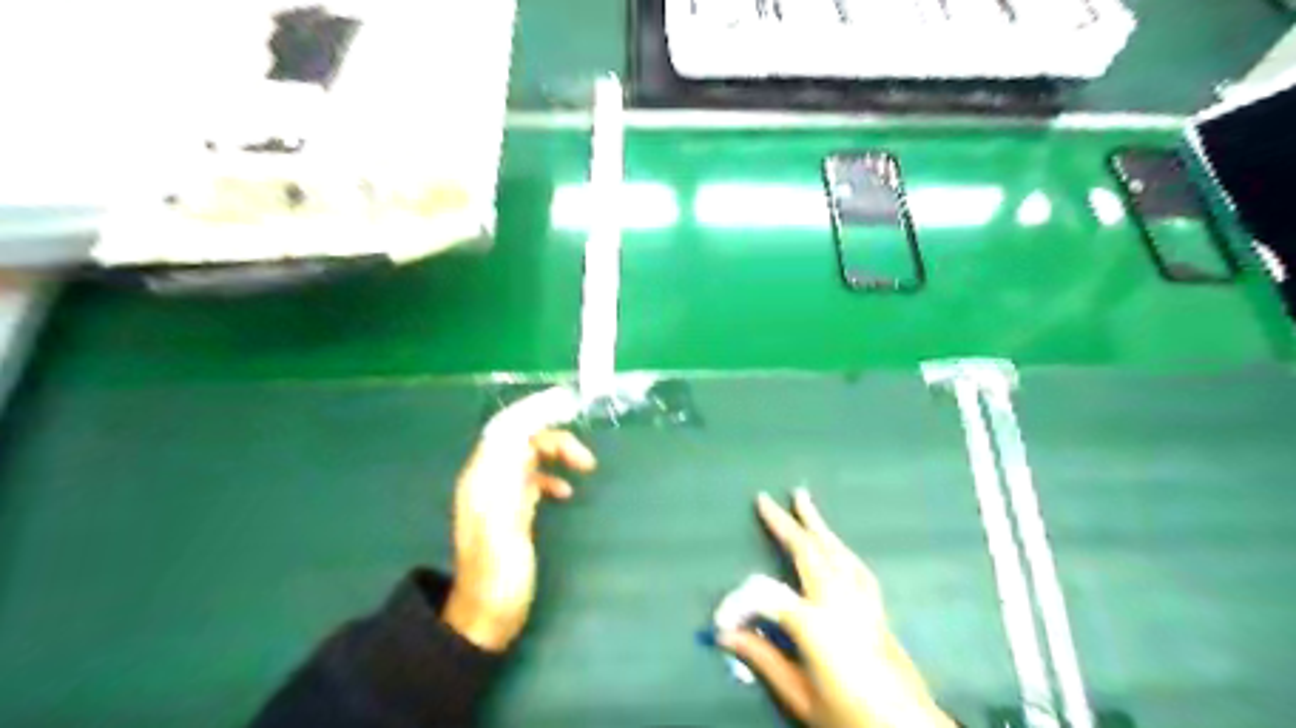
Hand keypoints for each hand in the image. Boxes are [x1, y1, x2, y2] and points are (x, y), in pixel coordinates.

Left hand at [440, 429, 589, 651]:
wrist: (486, 618)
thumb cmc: (497, 577)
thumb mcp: (502, 528)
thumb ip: (510, 482)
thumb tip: (522, 439)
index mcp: (482, 479)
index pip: (507, 430)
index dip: (535, 413)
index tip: (568, 407)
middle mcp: (487, 480)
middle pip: (520, 439)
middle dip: (553, 438)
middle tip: (586, 458)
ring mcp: (499, 496)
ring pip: (528, 457)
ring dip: (556, 454)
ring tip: (584, 467)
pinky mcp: (511, 511)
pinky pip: (532, 479)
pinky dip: (551, 477)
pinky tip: (566, 492)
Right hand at [726, 485, 953, 727]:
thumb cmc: (848, 716)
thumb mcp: (797, 695)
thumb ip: (762, 658)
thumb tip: (724, 636)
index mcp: (814, 622)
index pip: (765, 596)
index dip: (739, 603)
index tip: (721, 621)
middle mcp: (839, 601)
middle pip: (807, 551)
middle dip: (785, 523)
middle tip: (766, 499)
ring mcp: (861, 600)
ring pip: (836, 550)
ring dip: (816, 524)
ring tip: (803, 500)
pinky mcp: (877, 608)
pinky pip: (855, 565)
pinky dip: (839, 547)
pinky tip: (836, 544)